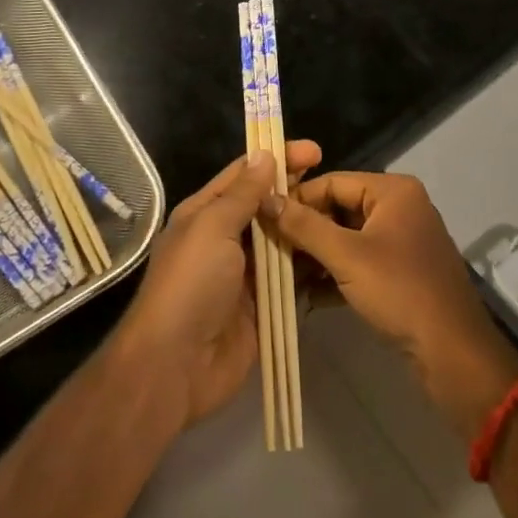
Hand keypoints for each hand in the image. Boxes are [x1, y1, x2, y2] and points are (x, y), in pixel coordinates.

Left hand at [111, 140, 322, 428]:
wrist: (175, 367)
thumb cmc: (190, 284)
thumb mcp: (213, 227)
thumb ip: (242, 193)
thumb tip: (264, 154)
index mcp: (206, 213)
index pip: (245, 174)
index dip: (277, 158)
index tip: (314, 150)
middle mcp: (225, 238)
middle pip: (267, 206)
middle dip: (297, 192)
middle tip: (334, 183)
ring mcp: (245, 274)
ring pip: (282, 240)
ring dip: (307, 228)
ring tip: (342, 216)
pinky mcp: (262, 306)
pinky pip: (290, 279)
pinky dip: (309, 267)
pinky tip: (336, 254)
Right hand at [265, 171, 517, 441]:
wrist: (453, 354)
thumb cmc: (400, 292)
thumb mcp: (346, 256)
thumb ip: (304, 226)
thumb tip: (265, 199)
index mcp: (392, 191)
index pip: (332, 181)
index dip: (297, 199)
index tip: (263, 218)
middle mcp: (399, 206)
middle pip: (339, 208)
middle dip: (305, 230)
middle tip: (269, 248)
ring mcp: (402, 240)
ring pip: (347, 237)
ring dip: (316, 255)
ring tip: (281, 273)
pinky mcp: (401, 271)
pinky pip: (360, 261)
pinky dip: (335, 273)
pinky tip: (306, 294)